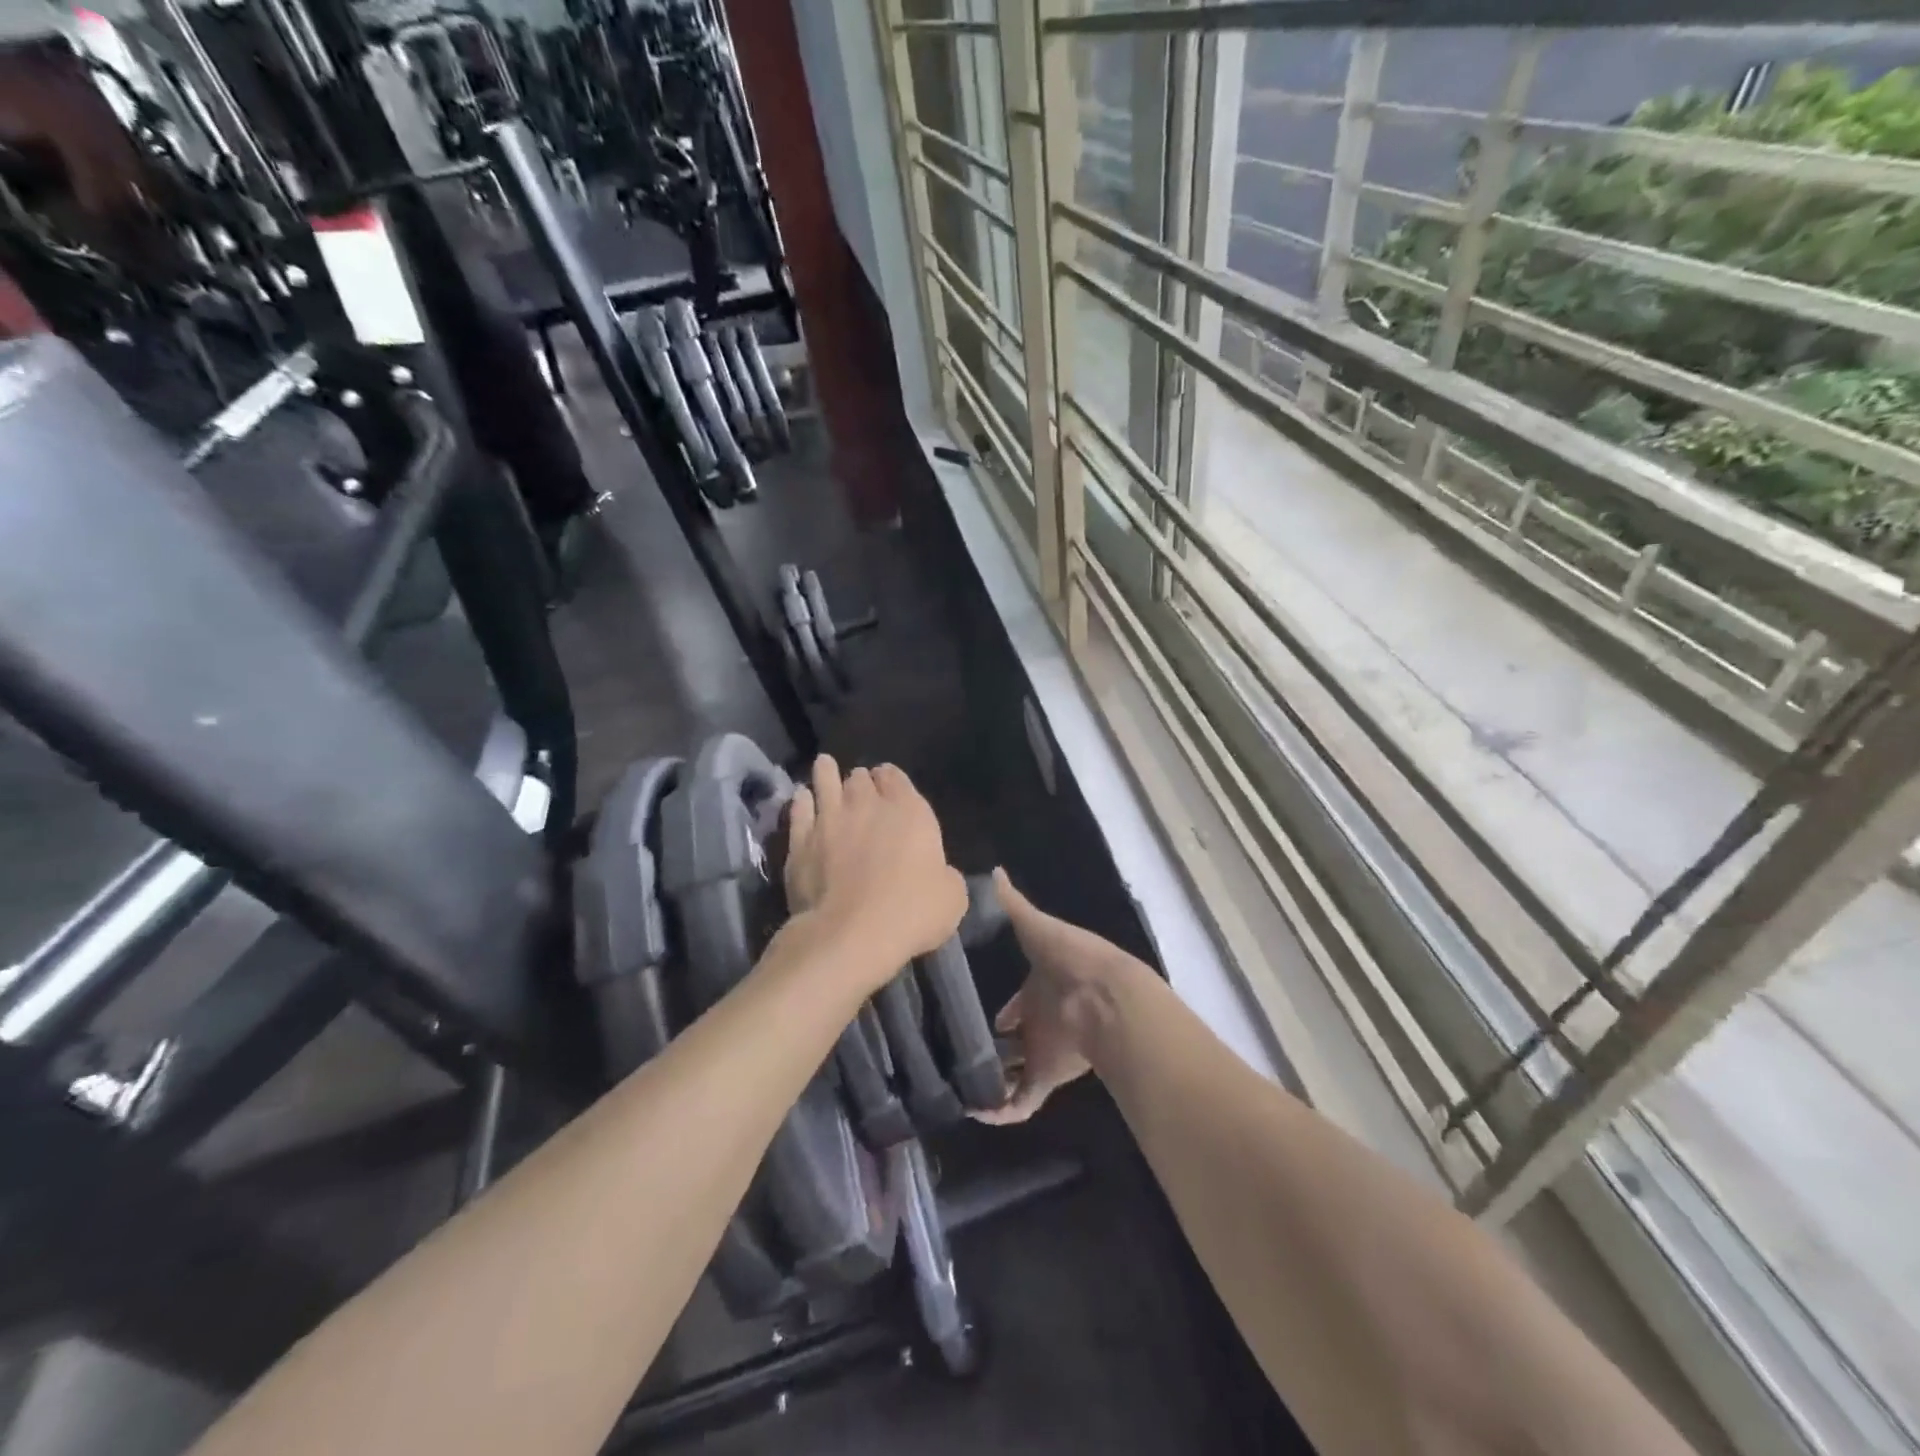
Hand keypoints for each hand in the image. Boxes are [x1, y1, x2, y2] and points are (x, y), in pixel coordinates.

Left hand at [784, 755, 966, 981]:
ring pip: (825, 782)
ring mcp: (829, 820)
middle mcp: (867, 805)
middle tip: (859, 785)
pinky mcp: (800, 842)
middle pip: (860, 779)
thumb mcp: (952, 897)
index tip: (888, 783)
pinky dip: (802, 801)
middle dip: (861, 779)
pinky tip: (801, 798)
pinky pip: (799, 810)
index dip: (891, 779)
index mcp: (910, 811)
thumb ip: (946, 875)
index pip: (897, 778)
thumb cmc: (912, 912)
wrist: (852, 934)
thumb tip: (939, 873)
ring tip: (825, 766)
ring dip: (827, 773)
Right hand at [974, 869, 1140, 1123]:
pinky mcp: (1047, 1076)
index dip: (1004, 1010)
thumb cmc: (1070, 957)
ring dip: (994, 1080)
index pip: (1019, 1001)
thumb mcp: (1036, 926)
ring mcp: (1044, 1049)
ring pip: (1017, 1070)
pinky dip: (1002, 1111)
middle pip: (1019, 1038)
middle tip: (962, 1051)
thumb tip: (993, 871)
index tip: (977, 1016)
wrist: (1106, 998)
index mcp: (1041, 986)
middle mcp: (1043, 1020)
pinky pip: (1022, 1101)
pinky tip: (975, 1112)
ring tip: (957, 1085)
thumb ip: (1012, 904)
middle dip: (998, 1046)